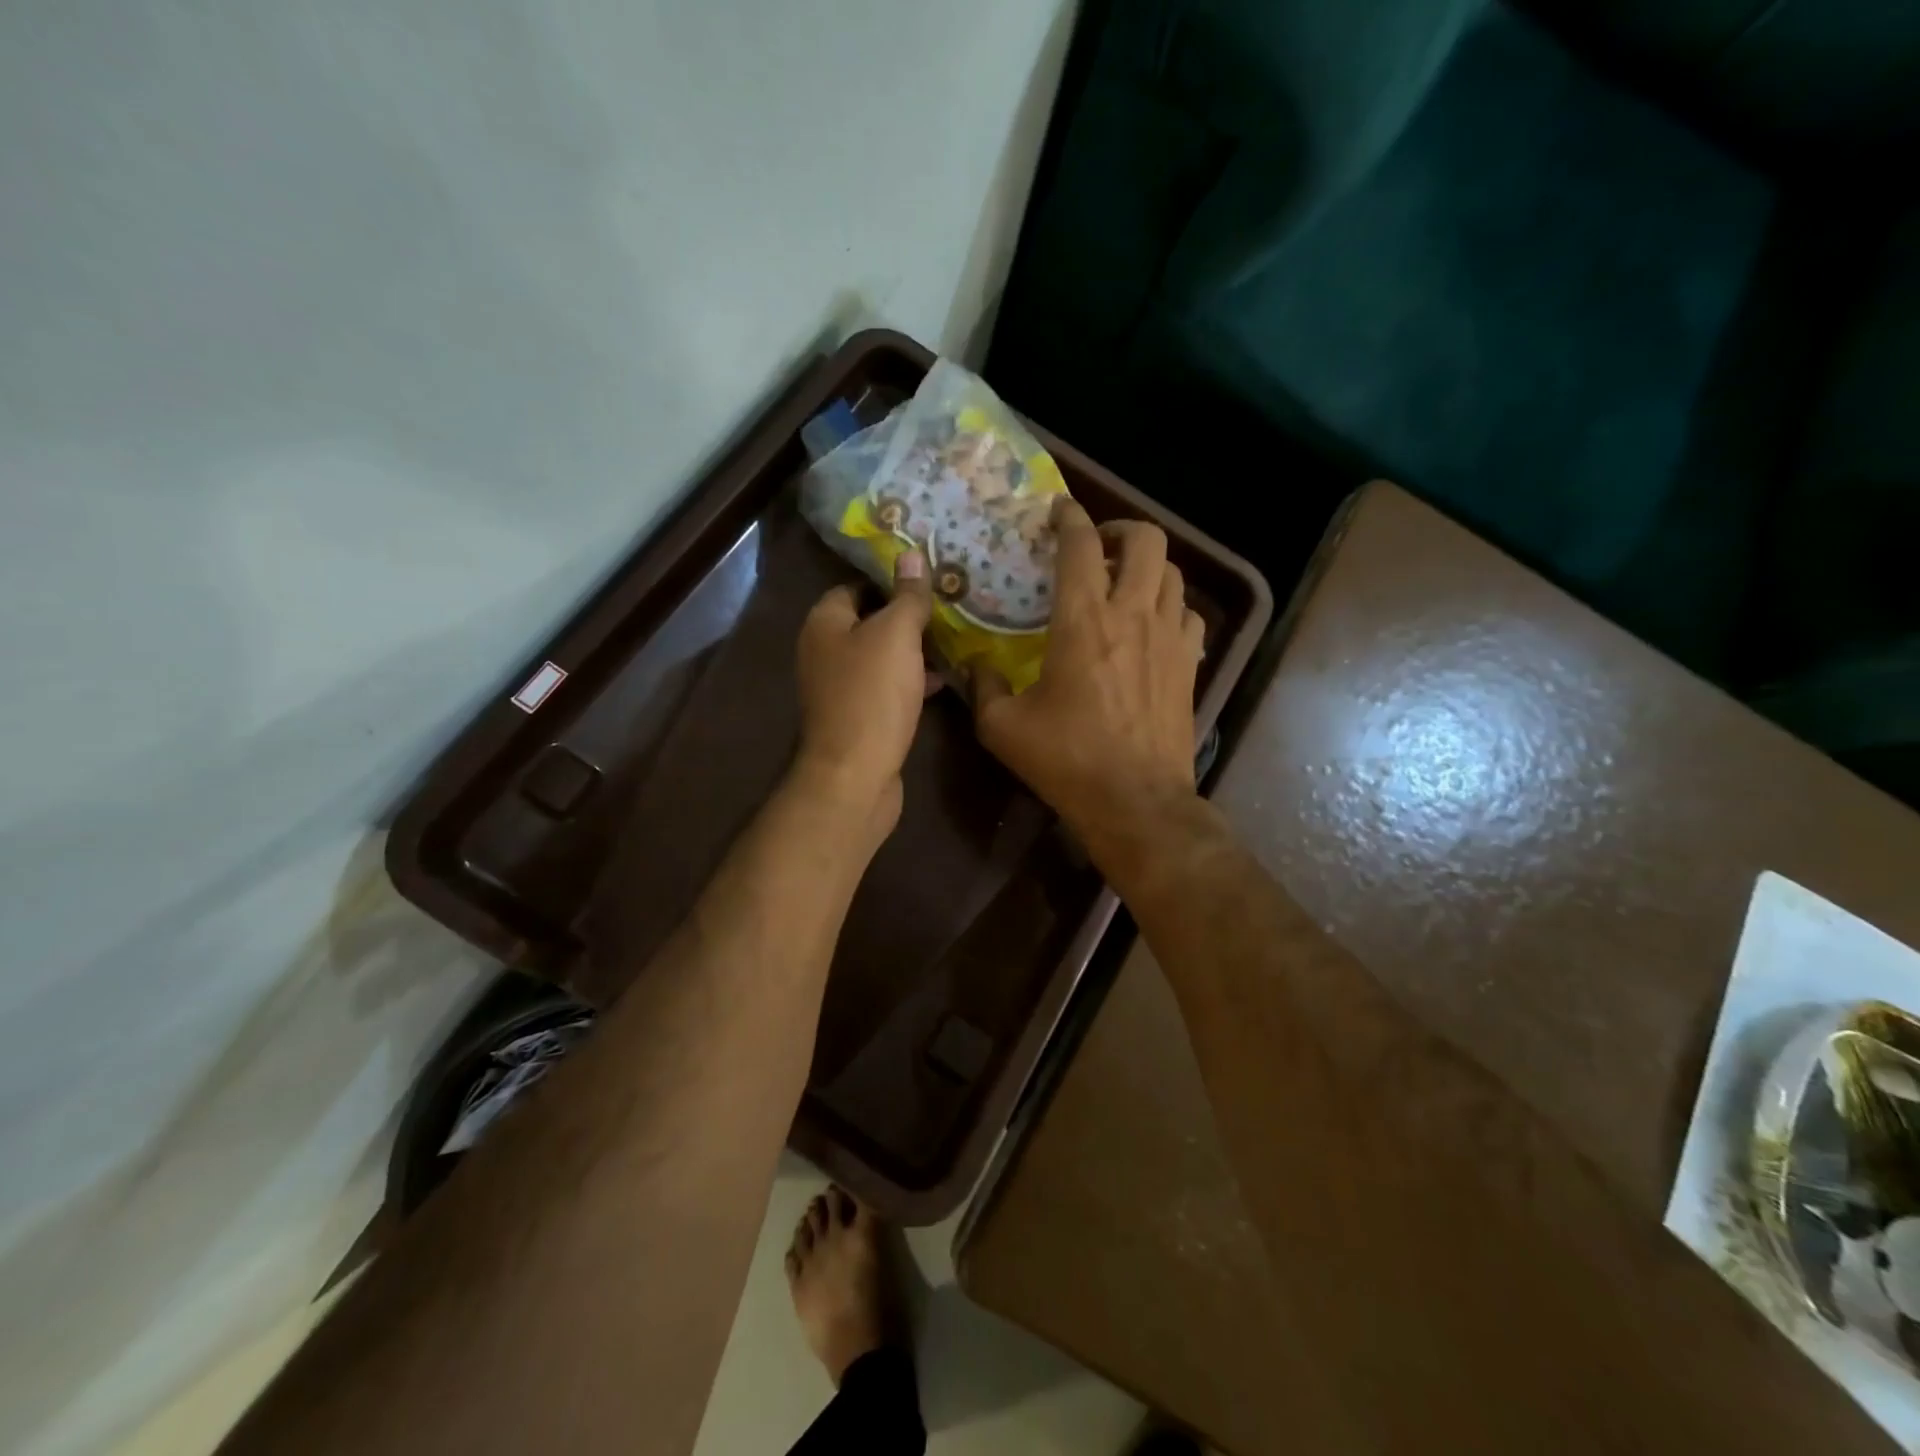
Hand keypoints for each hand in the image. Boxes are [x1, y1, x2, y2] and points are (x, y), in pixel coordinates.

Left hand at [793, 550, 935, 834]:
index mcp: (824, 624)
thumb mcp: (896, 635)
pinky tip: (942, 683)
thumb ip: (907, 596)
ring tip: (953, 642)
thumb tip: (911, 553)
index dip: (888, 581)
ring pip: (880, 658)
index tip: (926, 580)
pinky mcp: (857, 719)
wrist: (854, 775)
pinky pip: (885, 689)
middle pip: (868, 623)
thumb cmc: (872, 695)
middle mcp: (824, 653)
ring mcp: (839, 689)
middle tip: (947, 610)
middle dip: (906, 617)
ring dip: (912, 652)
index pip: (854, 587)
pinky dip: (910, 683)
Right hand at [973, 499, 1205, 869]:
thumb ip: (981, 686)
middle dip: (1120, 530)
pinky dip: (1170, 605)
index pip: (1080, 545)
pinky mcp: (1190, 663)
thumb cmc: (1066, 760)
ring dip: (1147, 566)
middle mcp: (1132, 614)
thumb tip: (974, 665)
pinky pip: (1189, 613)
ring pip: (1172, 572)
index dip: (1069, 517)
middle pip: (1146, 540)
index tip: (1058, 511)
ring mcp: (1169, 637)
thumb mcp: (1002, 727)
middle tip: (1097, 548)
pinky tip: (1153, 625)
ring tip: (1124, 583)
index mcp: (1082, 620)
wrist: (1135, 801)